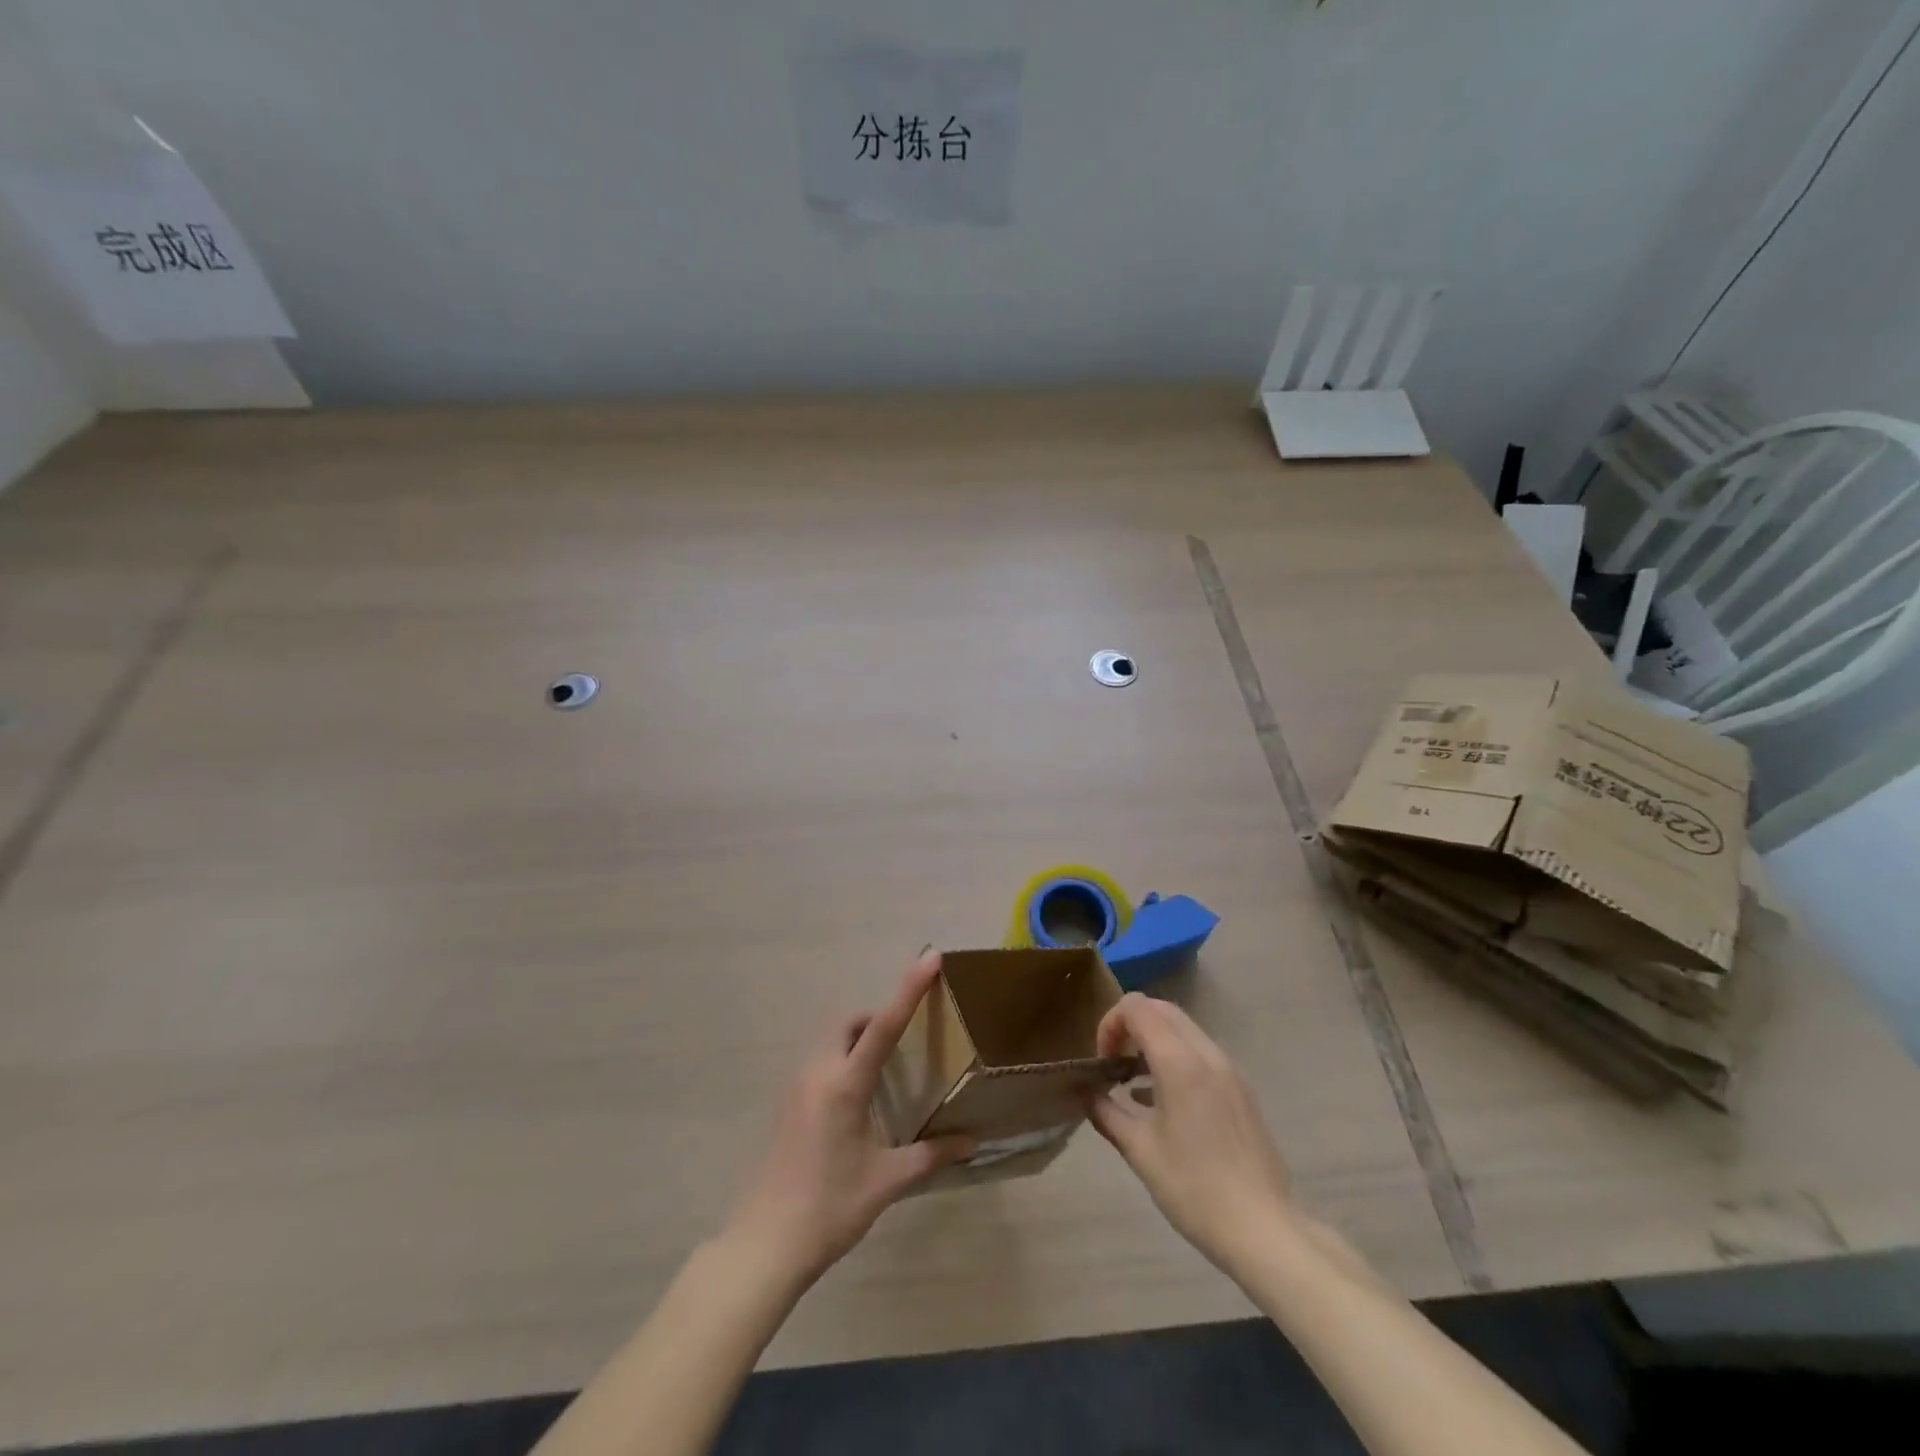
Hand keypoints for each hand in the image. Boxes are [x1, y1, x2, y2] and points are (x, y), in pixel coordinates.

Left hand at [725, 951, 974, 1282]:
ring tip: (886, 1072)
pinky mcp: (787, 1105)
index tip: (929, 958)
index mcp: (845, 1085)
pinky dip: (843, 1061)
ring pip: (831, 1041)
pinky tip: (858, 1101)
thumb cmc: (830, 1208)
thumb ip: (930, 1156)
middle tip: (906, 1041)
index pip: (883, 1025)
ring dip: (857, 1040)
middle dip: (877, 1017)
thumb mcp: (886, 1181)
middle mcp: (818, 1074)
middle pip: (849, 1023)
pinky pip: (820, 1063)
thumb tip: (971, 1142)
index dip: (909, 989)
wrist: (765, 1245)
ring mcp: (797, 1088)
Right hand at [1088, 993, 1295, 1273]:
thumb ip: (1107, 1112)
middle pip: (1160, 1009)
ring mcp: (1228, 1069)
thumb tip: (1089, 1094)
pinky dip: (1175, 1056)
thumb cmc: (1194, 1189)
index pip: (1136, 1008)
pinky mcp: (1240, 1087)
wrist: (1263, 1229)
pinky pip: (1200, 1051)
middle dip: (1130, 1026)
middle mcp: (1206, 1053)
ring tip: (1135, 1082)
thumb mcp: (1139, 1151)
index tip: (1103, 1061)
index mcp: (1179, 1062)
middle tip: (1115, 1063)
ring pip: (1182, 1027)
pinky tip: (1163, 1100)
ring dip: (1153, 1040)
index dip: (1110, 1024)